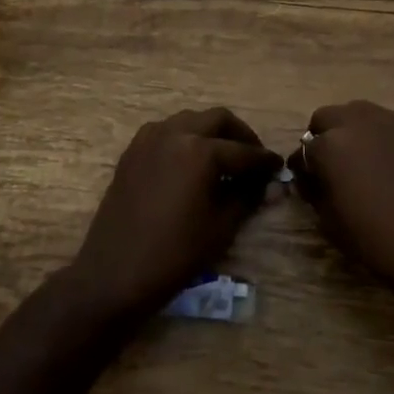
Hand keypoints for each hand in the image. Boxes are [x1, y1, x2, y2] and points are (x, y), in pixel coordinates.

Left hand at [69, 108, 280, 319]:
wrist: (115, 273)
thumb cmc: (175, 254)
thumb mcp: (221, 227)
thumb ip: (247, 197)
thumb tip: (268, 184)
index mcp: (200, 151)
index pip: (243, 151)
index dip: (264, 161)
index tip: (279, 168)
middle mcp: (175, 133)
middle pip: (217, 119)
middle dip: (240, 135)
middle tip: (254, 158)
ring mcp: (149, 140)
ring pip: (189, 120)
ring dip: (211, 132)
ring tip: (224, 158)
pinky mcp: (132, 152)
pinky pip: (165, 132)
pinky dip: (184, 138)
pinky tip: (192, 162)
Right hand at [291, 100, 393, 297]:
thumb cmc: (378, 240)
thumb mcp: (331, 222)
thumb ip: (316, 191)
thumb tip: (313, 178)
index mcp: (330, 146)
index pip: (303, 150)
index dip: (303, 169)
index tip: (309, 183)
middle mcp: (358, 123)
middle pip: (328, 118)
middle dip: (324, 137)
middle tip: (333, 165)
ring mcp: (392, 122)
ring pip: (360, 114)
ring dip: (354, 131)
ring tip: (364, 160)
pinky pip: (391, 125)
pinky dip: (383, 138)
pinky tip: (393, 164)